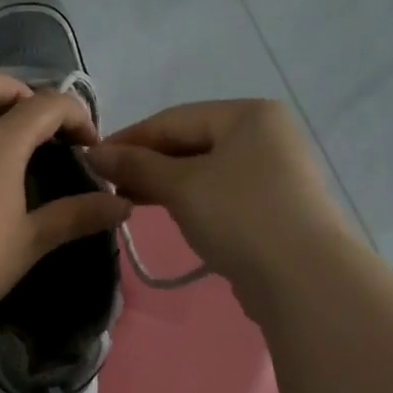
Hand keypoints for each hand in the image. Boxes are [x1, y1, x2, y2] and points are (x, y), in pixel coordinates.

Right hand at [86, 100, 345, 284]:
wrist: (302, 277)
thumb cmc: (240, 217)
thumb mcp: (181, 186)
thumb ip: (135, 166)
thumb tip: (92, 152)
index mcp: (248, 115)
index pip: (173, 119)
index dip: (128, 139)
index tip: (90, 161)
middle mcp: (264, 134)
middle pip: (189, 141)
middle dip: (146, 163)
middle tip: (107, 186)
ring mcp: (271, 171)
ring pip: (202, 169)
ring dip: (164, 183)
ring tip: (128, 201)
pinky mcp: (270, 205)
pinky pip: (218, 192)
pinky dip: (188, 199)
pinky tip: (166, 212)